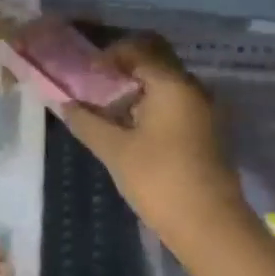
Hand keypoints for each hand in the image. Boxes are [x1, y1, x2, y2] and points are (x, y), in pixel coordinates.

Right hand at [61, 33, 245, 235]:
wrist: (210, 227)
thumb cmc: (159, 180)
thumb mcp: (114, 150)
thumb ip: (87, 122)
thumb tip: (64, 104)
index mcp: (172, 85)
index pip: (138, 48)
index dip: (109, 54)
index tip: (86, 72)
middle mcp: (192, 89)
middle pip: (155, 60)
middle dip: (123, 67)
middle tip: (95, 84)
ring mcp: (203, 111)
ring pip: (166, 83)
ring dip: (137, 88)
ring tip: (107, 108)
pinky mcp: (206, 132)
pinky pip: (175, 103)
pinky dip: (151, 105)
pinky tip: (129, 128)